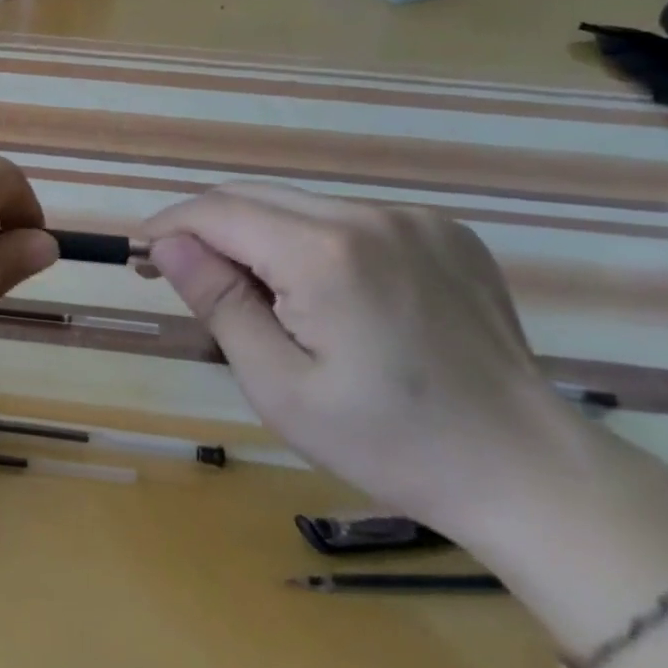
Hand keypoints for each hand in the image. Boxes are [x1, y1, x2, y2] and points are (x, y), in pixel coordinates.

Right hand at [140, 184, 591, 539]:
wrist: (528, 471)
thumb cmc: (387, 441)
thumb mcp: (278, 384)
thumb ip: (219, 301)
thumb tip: (167, 244)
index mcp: (327, 254)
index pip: (217, 211)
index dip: (168, 226)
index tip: (139, 256)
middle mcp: (371, 216)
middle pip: (254, 197)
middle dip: (205, 228)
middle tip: (180, 274)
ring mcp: (415, 219)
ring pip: (298, 205)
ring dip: (256, 235)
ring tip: (253, 293)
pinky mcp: (444, 231)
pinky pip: (347, 219)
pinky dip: (309, 241)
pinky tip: (321, 292)